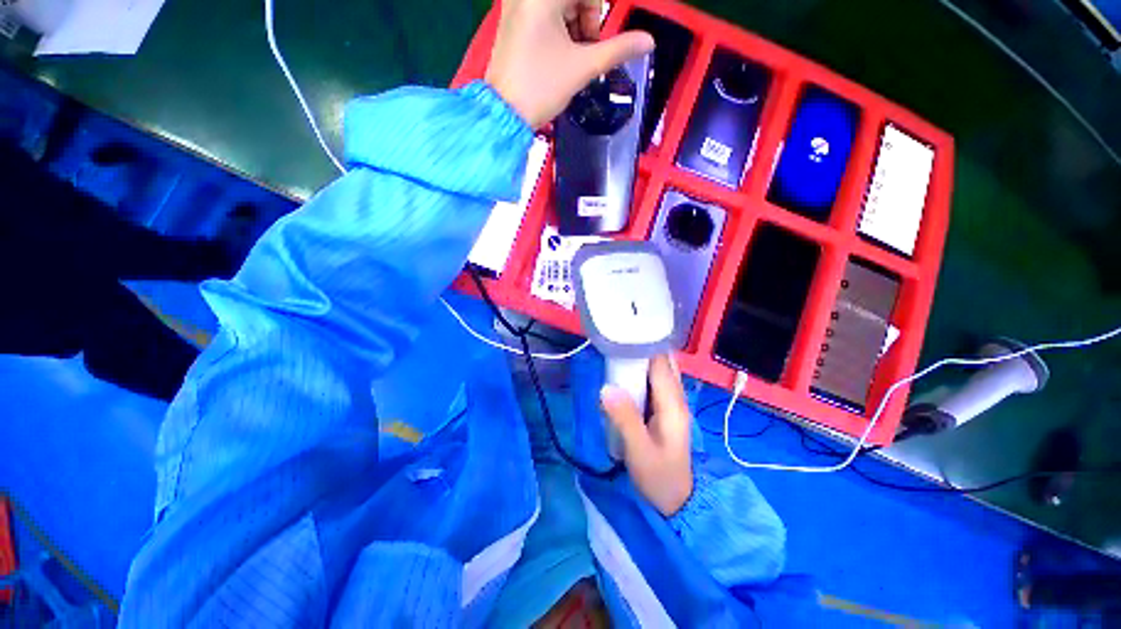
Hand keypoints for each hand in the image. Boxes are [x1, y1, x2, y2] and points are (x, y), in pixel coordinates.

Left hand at [485, 0, 654, 128]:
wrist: (504, 114)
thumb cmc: (541, 87)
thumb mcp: (583, 66)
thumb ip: (618, 49)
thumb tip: (649, 41)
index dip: (596, 15)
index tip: (596, 40)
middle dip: (586, 20)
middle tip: (583, 51)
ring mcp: (516, 4)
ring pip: (559, 4)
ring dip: (573, 26)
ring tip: (569, 58)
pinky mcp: (512, 19)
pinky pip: (543, 12)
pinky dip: (557, 29)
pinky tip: (556, 55)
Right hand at [601, 355, 692, 516]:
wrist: (677, 500)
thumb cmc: (659, 476)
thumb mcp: (639, 450)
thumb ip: (624, 418)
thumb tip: (606, 387)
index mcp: (673, 404)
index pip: (660, 363)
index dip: (643, 345)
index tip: (621, 334)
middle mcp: (675, 397)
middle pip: (662, 362)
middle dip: (641, 349)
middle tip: (614, 341)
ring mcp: (671, 402)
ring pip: (658, 371)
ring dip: (640, 359)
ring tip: (615, 350)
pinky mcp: (663, 408)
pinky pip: (653, 382)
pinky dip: (640, 372)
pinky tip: (623, 372)